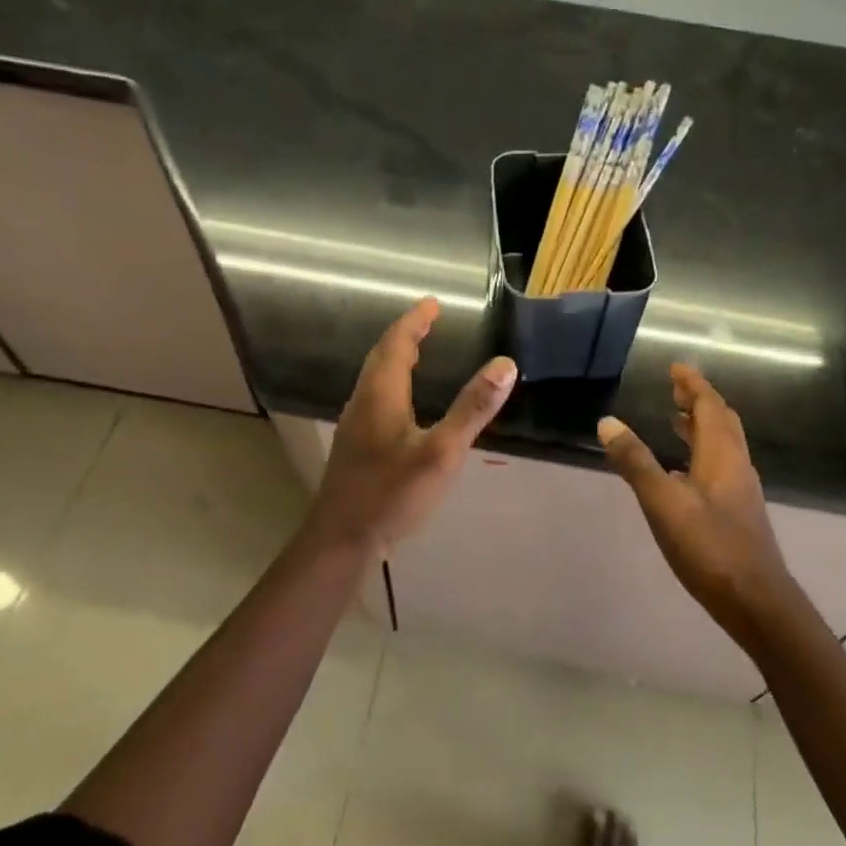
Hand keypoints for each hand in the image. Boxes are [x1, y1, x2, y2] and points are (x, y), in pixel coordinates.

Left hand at [309, 298, 517, 553]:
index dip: (414, 321)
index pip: (396, 344)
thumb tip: (505, 365)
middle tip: (428, 321)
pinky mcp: (355, 446)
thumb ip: (472, 409)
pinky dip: (392, 382)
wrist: (341, 541)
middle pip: (381, 357)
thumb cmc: (391, 494)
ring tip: (418, 352)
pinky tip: (404, 402)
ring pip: (375, 378)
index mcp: (381, 395)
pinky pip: (375, 397)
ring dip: (395, 358)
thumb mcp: (441, 453)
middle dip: (404, 335)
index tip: (432, 303)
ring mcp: (355, 426)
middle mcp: (363, 402)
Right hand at [597, 363, 794, 634]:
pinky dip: (702, 452)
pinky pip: (721, 465)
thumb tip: (607, 422)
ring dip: (701, 426)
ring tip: (676, 420)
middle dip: (699, 400)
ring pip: (723, 444)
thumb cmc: (710, 546)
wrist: (756, 601)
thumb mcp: (663, 503)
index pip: (709, 405)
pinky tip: (684, 471)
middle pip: (721, 421)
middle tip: (674, 389)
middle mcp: (736, 464)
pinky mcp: (739, 512)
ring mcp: (741, 489)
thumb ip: (636, 462)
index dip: (693, 384)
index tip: (676, 366)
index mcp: (721, 454)